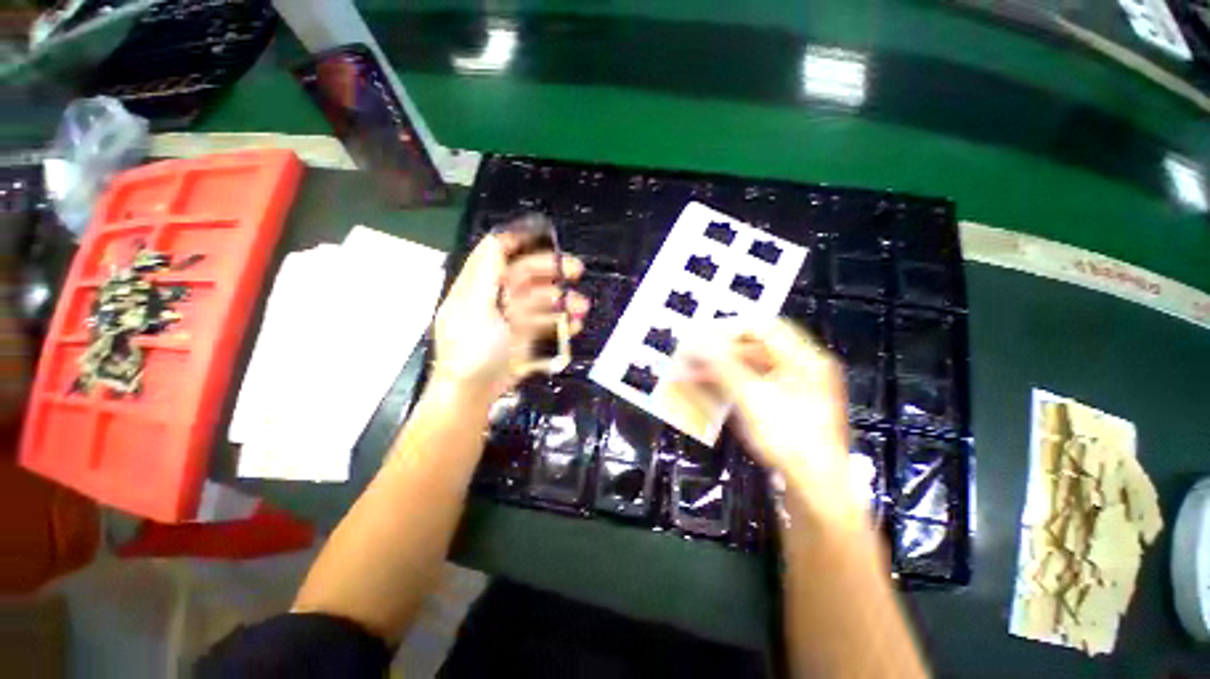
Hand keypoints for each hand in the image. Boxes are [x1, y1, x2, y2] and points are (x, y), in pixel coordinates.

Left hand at [431, 230, 588, 403]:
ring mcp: (512, 318)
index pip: (497, 252)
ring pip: (541, 299)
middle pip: (526, 274)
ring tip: (581, 307)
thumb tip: (497, 240)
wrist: (472, 392)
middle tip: (576, 271)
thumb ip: (486, 273)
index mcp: (480, 285)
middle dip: (552, 270)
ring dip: (562, 300)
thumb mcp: (475, 308)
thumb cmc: (471, 349)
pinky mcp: (524, 336)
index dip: (518, 240)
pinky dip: (561, 322)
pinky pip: (546, 322)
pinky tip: (573, 325)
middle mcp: (496, 297)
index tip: (544, 235)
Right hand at [683, 320, 860, 527]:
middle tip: (691, 356)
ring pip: (749, 368)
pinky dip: (728, 385)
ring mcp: (792, 389)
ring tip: (692, 372)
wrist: (813, 488)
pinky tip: (707, 389)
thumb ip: (722, 365)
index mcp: (803, 359)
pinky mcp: (782, 407)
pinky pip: (750, 385)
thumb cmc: (789, 438)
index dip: (730, 328)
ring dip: (719, 369)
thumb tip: (695, 340)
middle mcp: (800, 369)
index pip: (763, 327)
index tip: (701, 334)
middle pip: (754, 348)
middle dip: (719, 352)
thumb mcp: (751, 397)